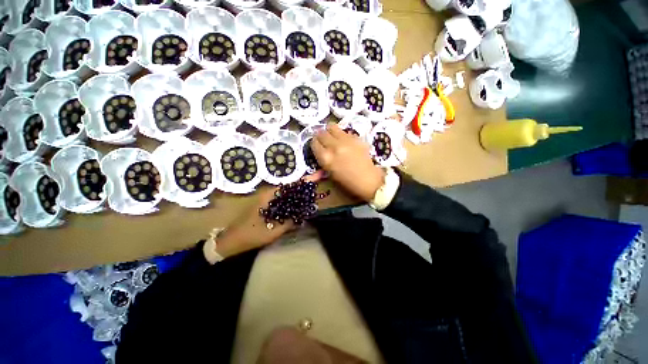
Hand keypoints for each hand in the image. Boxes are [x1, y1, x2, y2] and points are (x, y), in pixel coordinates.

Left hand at [205, 173, 324, 261]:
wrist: (232, 240)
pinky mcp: (267, 204)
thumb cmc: (252, 233)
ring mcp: (267, 198)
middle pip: (291, 186)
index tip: (318, 174)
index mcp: (270, 195)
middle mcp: (269, 193)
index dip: (306, 180)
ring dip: (299, 192)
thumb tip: (307, 211)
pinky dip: (292, 200)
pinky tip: (299, 204)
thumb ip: (291, 219)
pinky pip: (283, 199)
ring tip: (312, 192)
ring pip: (287, 192)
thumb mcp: (274, 229)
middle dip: (305, 185)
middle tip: (318, 185)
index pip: (292, 184)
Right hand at [311, 123, 384, 201]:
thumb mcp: (331, 176)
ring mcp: (346, 140)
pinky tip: (345, 142)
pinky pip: (345, 131)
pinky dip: (342, 135)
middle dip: (321, 136)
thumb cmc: (347, 182)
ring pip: (332, 126)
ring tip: (333, 137)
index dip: (314, 144)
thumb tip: (310, 170)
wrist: (368, 180)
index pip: (314, 143)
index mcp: (326, 158)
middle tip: (324, 140)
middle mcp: (334, 146)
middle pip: (321, 133)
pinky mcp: (356, 137)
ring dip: (330, 131)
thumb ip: (320, 169)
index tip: (317, 145)